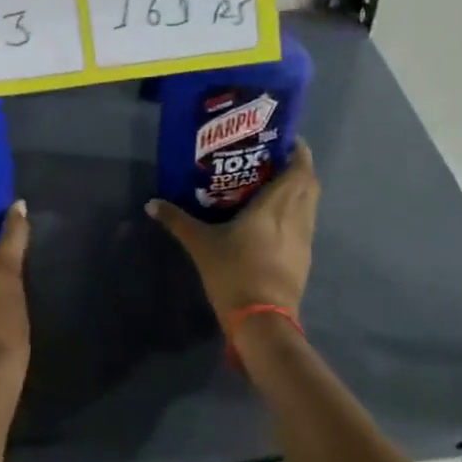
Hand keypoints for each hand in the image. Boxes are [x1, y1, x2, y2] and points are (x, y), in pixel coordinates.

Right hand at [146, 141, 318, 325]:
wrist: (262, 321)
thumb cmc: (234, 273)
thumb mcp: (201, 245)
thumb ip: (177, 221)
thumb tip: (151, 203)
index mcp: (275, 206)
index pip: (299, 169)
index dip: (298, 151)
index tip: (284, 140)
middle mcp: (296, 217)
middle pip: (309, 183)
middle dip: (298, 167)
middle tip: (275, 159)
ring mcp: (304, 239)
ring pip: (310, 204)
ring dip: (299, 190)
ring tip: (274, 184)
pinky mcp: (304, 258)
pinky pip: (305, 223)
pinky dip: (297, 212)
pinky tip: (276, 218)